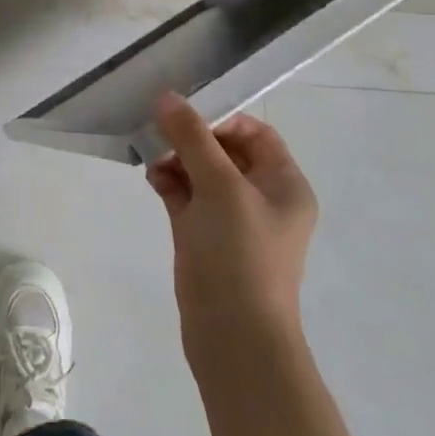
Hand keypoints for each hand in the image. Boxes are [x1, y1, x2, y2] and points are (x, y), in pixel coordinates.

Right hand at [148, 93, 317, 363]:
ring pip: (201, 172)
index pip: (254, 133)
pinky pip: (187, 196)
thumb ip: (192, 138)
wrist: (234, 338)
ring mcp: (232, 219)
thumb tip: (167, 97)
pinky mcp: (205, 237)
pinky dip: (170, 183)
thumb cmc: (240, 255)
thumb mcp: (220, 187)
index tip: (185, 119)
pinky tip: (151, 178)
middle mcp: (262, 198)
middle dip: (190, 139)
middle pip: (224, 150)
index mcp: (284, 184)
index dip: (220, 119)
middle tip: (158, 134)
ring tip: (150, 159)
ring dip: (176, 159)